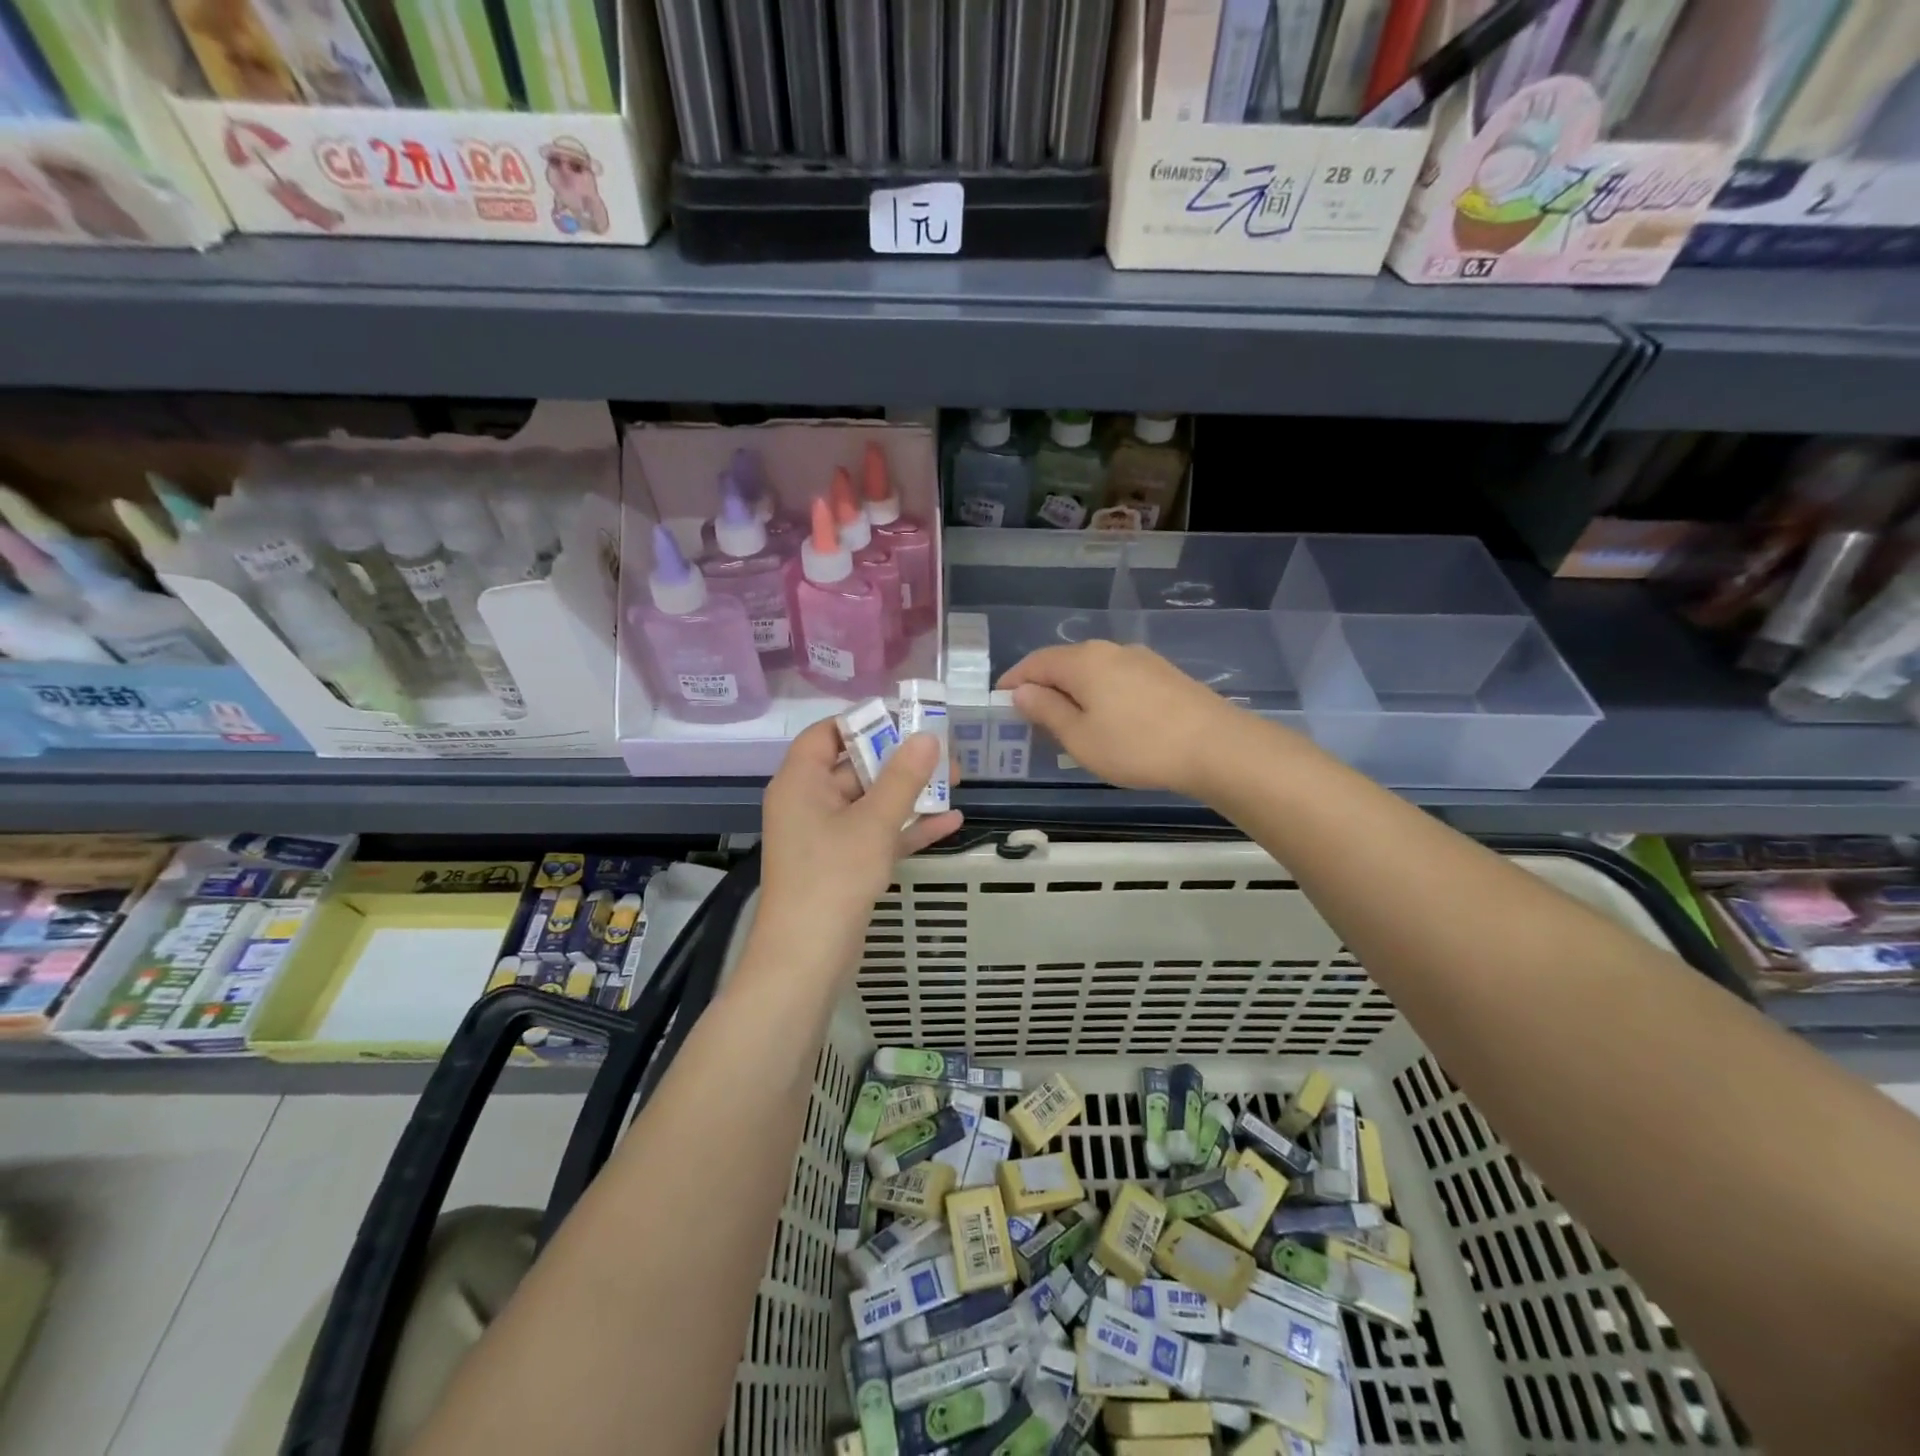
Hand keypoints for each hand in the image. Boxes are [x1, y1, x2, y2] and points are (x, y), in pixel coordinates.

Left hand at [753, 720, 963, 976]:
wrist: (807, 959)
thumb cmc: (833, 878)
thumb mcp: (873, 823)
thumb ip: (903, 778)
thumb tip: (927, 736)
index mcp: (800, 782)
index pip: (827, 733)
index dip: (864, 721)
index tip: (905, 718)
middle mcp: (808, 802)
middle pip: (855, 766)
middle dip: (900, 760)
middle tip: (945, 752)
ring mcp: (825, 836)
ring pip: (870, 802)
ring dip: (910, 794)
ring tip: (957, 781)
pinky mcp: (842, 864)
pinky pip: (876, 834)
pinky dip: (906, 828)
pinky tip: (950, 822)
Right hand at [999, 641, 1242, 795]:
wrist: (1216, 747)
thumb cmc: (1137, 746)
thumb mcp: (1080, 738)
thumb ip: (1047, 711)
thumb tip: (1022, 692)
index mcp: (1083, 661)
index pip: (1035, 663)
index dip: (1013, 681)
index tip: (999, 702)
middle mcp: (1110, 650)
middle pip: (1065, 663)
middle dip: (1044, 687)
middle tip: (1031, 719)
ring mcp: (1141, 660)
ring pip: (1094, 671)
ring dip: (1074, 692)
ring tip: (1068, 723)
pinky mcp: (1164, 675)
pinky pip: (1118, 679)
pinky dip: (1101, 695)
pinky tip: (1107, 721)